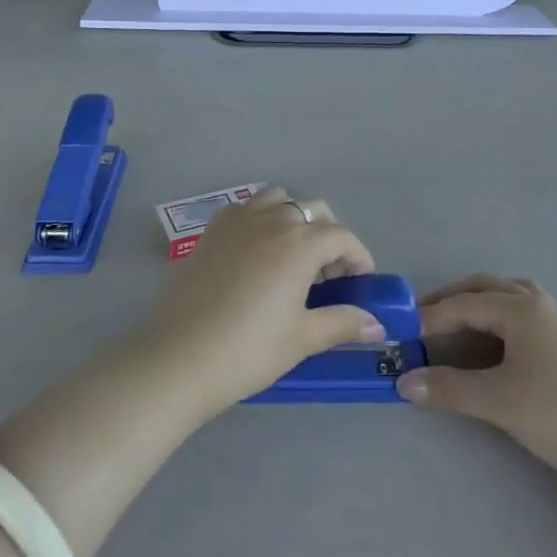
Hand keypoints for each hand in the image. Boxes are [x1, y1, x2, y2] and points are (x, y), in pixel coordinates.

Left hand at [143, 190, 380, 413]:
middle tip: (328, 275)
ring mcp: (239, 219)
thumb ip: (343, 322)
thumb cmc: (249, 349)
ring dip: (294, 220)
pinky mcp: (212, 229)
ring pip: (279, 200)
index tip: (362, 282)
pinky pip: (246, 210)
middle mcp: (273, 218)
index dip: (358, 257)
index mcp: (301, 241)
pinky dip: (261, 221)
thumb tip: (377, 325)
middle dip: (329, 236)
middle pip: (313, 210)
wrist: (180, 357)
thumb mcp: (303, 338)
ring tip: (292, 258)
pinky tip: (257, 255)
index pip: (342, 237)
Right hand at [397, 276, 556, 488]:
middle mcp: (536, 303)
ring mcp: (554, 319)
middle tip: (420, 318)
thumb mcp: (498, 402)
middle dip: (451, 299)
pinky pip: (518, 311)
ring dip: (474, 303)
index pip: (464, 303)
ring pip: (504, 296)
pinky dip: (494, 315)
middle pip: (484, 288)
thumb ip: (449, 389)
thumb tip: (403, 382)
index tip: (402, 330)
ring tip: (450, 322)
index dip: (430, 316)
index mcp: (520, 308)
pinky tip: (489, 339)